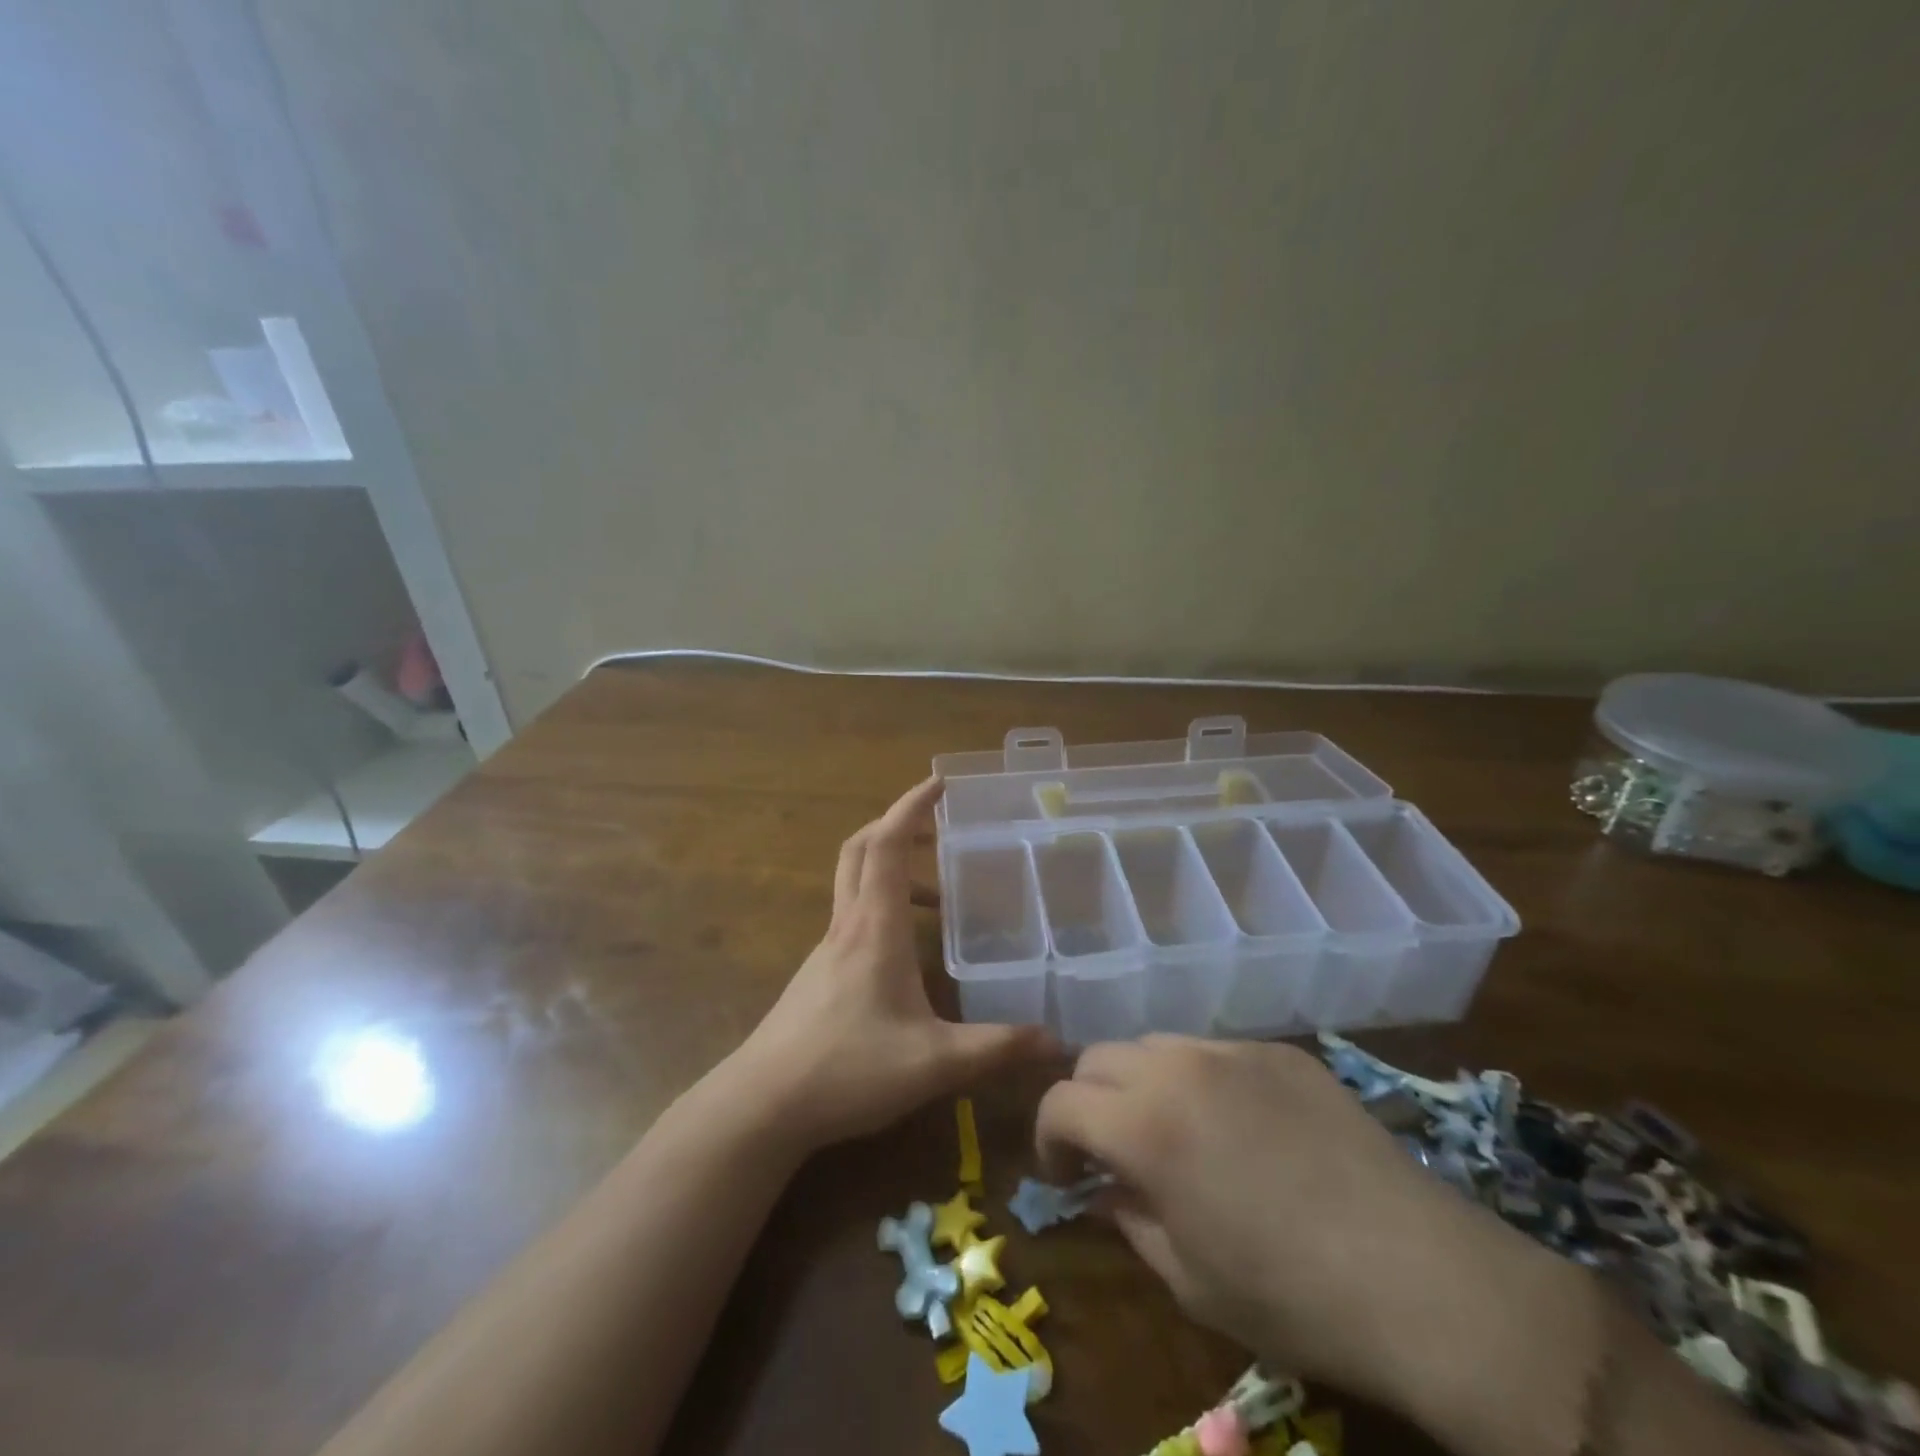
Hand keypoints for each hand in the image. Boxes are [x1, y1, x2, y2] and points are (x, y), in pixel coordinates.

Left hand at [731, 775, 1056, 1151]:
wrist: (763, 1104)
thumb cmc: (848, 1069)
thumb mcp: (934, 1062)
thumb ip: (996, 1048)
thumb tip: (1057, 1043)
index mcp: (874, 926)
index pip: (887, 842)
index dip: (912, 805)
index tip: (939, 782)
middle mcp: (847, 924)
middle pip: (861, 848)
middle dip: (897, 825)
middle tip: (938, 828)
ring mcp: (827, 948)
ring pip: (853, 882)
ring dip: (891, 870)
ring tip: (938, 900)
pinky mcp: (817, 973)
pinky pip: (851, 916)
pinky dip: (880, 907)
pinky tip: (906, 953)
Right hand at [1035, 1036, 1586, 1416]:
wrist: (1420, 1277)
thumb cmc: (1290, 1297)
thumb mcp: (1188, 1278)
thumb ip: (1128, 1219)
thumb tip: (1103, 1188)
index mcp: (1144, 1124)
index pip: (1060, 1100)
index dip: (1050, 1137)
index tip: (1066, 1175)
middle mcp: (1178, 1067)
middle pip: (1099, 1057)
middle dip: (1090, 1101)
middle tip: (1111, 1151)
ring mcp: (1233, 1050)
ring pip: (1156, 1045)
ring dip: (1142, 1083)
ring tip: (1173, 1132)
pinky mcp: (1281, 1051)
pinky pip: (1215, 1051)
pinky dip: (1201, 1080)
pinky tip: (1241, 1128)